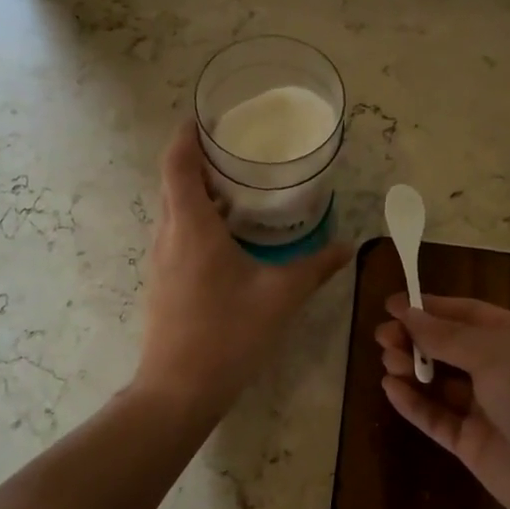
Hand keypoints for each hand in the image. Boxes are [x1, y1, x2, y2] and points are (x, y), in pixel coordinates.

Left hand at [134, 123, 351, 419]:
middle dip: (199, 160)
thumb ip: (316, 268)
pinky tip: (229, 238)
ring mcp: (160, 260)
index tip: (206, 118)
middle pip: (173, 181)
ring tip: (238, 188)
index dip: (187, 134)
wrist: (178, 390)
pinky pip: (176, 234)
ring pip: (174, 210)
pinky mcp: (162, 281)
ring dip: (199, 192)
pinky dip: (197, 220)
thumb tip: (349, 247)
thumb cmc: (228, 335)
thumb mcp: (280, 297)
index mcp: (192, 226)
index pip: (177, 163)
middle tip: (237, 151)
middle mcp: (168, 235)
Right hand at [376, 294, 509, 508]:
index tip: (391, 304)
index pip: (468, 314)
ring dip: (413, 367)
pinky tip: (390, 389)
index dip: (430, 307)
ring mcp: (489, 410)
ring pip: (441, 382)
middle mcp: (505, 370)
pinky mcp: (475, 445)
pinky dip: (414, 403)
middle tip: (382, 336)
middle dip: (416, 337)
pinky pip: (438, 418)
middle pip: (450, 346)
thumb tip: (408, 313)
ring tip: (388, 362)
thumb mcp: (496, 355)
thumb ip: (447, 336)